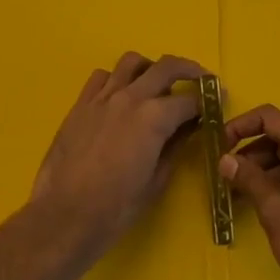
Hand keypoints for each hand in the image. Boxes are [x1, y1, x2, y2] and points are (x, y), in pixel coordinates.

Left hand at [31, 52, 201, 268]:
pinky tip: (121, 96)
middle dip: (190, 70)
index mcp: (154, 118)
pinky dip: (117, 79)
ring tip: (157, 84)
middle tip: (201, 79)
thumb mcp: (156, 181)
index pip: (189, 99)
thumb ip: (175, 147)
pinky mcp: (81, 104)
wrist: (63, 217)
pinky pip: (102, 76)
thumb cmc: (115, 209)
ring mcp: (102, 97)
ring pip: (132, 62)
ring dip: (151, 68)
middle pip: (166, 67)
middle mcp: (130, 97)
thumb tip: (190, 127)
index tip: (216, 101)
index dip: (207, 100)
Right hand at [220, 105, 279, 279]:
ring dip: (260, 167)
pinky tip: (256, 201)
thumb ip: (250, 180)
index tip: (219, 143)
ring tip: (235, 187)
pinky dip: (274, 182)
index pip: (273, 118)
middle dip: (249, 148)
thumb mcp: (276, 212)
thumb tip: (225, 159)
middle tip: (224, 169)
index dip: (243, 125)